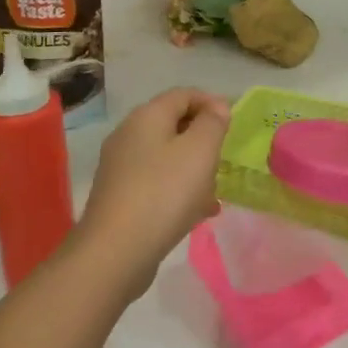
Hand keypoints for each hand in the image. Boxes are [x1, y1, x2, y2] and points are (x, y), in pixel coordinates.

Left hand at [76, 87, 230, 301]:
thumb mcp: (200, 151)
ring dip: (193, 169)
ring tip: (212, 194)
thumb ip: (213, 123)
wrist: (114, 253)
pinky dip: (178, 190)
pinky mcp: (119, 197)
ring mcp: (120, 167)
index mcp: (147, 117)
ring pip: (166, 157)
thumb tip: (216, 106)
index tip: (233, 124)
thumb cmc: (164, 193)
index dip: (211, 103)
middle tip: (223, 160)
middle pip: (174, 125)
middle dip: (203, 140)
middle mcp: (128, 135)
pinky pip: (156, 182)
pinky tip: (194, 213)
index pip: (183, 94)